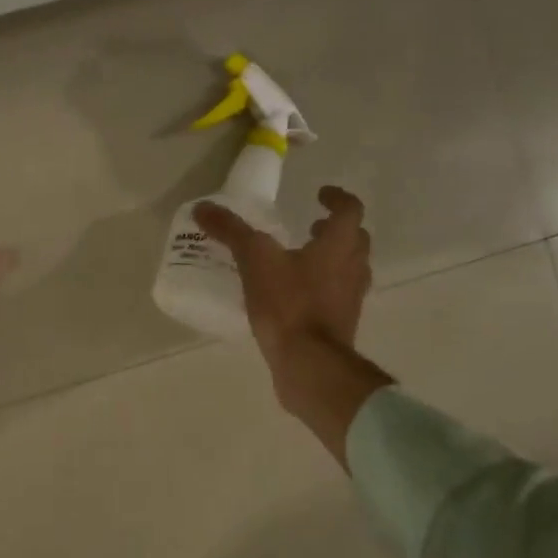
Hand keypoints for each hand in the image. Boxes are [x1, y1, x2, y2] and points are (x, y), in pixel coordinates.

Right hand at [196, 186, 392, 466]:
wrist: (309, 363)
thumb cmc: (289, 304)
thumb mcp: (254, 260)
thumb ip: (231, 232)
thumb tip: (203, 208)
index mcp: (339, 245)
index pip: (349, 210)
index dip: (337, 198)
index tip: (320, 194)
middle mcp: (353, 268)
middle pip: (355, 240)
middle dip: (335, 230)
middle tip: (311, 227)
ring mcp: (350, 299)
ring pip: (348, 269)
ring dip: (330, 260)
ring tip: (300, 261)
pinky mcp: (341, 325)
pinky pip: (336, 297)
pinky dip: (321, 289)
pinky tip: (292, 297)